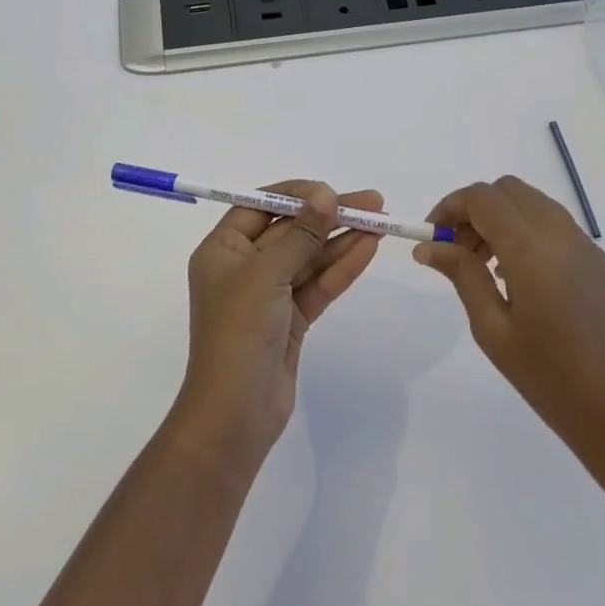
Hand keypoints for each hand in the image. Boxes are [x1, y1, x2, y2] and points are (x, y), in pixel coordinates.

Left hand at [172, 181, 382, 460]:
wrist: (235, 415)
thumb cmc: (239, 332)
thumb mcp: (266, 274)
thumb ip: (300, 233)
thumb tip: (325, 195)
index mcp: (223, 249)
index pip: (260, 206)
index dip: (297, 194)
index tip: (331, 190)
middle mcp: (244, 267)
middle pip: (291, 230)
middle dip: (329, 215)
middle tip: (373, 202)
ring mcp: (269, 295)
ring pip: (310, 257)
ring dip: (342, 239)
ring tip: (381, 222)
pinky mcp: (290, 320)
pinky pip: (318, 284)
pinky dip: (342, 267)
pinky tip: (369, 248)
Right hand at [414, 176, 604, 473]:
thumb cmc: (552, 382)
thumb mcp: (494, 331)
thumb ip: (463, 276)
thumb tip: (428, 246)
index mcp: (531, 250)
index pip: (482, 198)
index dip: (449, 207)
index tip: (432, 238)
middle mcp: (560, 234)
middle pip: (507, 191)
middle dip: (474, 210)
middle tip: (456, 251)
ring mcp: (585, 245)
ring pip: (531, 203)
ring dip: (500, 218)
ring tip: (483, 267)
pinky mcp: (598, 261)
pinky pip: (552, 223)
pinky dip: (524, 230)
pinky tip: (516, 277)